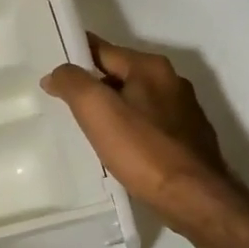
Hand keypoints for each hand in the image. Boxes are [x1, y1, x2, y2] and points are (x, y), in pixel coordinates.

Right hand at [41, 35, 228, 219]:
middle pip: (121, 74)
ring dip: (114, 109)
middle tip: (67, 104)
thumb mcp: (97, 110)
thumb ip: (73, 83)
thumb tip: (57, 73)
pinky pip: (151, 124)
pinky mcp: (190, 138)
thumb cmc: (143, 150)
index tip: (54, 70)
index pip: (103, 49)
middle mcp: (172, 81)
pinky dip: (133, 129)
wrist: (195, 198)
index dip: (76, 57)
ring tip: (90, 130)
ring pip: (137, 100)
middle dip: (94, 85)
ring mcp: (185, 111)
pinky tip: (122, 149)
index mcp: (150, 67)